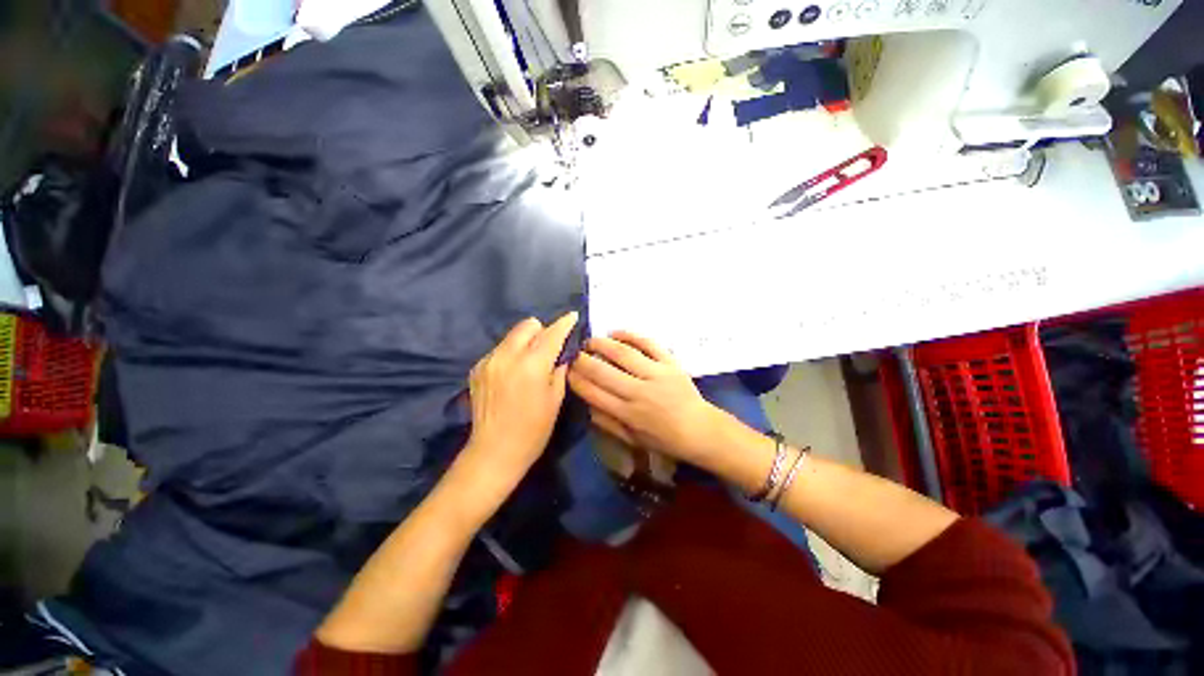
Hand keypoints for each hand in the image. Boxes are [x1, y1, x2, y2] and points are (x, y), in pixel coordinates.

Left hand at [458, 313, 578, 500]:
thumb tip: (561, 353)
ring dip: (526, 342)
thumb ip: (559, 369)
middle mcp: (508, 355)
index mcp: (532, 364)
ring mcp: (489, 360)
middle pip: (528, 325)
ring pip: (512, 336)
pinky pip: (500, 349)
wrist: (494, 451)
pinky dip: (511, 354)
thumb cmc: (533, 429)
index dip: (564, 323)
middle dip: (542, 330)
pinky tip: (513, 374)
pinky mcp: (477, 368)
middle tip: (549, 347)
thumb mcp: (555, 398)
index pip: (552, 333)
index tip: (573, 317)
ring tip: (530, 362)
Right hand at [568, 331, 733, 468]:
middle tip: (573, 353)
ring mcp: (657, 374)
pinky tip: (615, 332)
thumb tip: (586, 403)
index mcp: (628, 414)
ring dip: (602, 344)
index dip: (576, 380)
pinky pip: (649, 344)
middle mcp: (640, 392)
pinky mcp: (670, 363)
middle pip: (603, 371)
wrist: (700, 430)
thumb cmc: (664, 439)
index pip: (594, 393)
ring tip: (590, 341)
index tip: (565, 370)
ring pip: (624, 354)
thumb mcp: (632, 439)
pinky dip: (631, 335)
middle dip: (583, 360)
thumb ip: (607, 422)